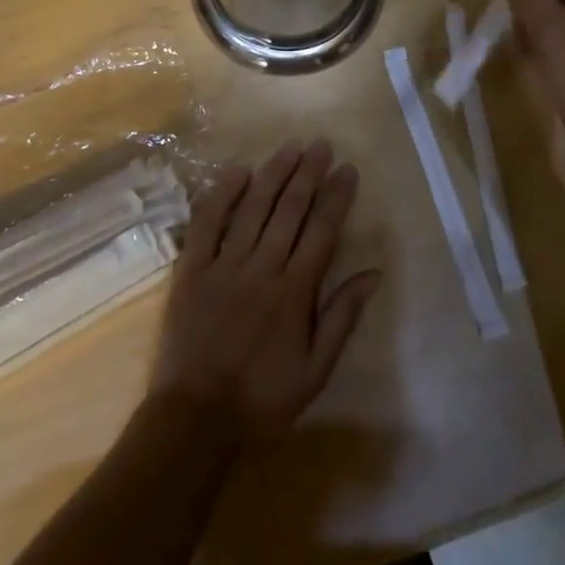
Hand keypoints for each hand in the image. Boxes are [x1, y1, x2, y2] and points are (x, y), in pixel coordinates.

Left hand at [151, 140, 378, 448]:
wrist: (195, 420)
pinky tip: (237, 171)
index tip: (347, 169)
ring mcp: (224, 264)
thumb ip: (341, 318)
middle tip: (321, 144)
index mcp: (294, 292)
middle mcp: (262, 268)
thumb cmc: (262, 400)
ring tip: (290, 147)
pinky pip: (206, 222)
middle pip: (289, 210)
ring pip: (253, 207)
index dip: (336, 197)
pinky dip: (221, 193)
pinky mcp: (192, 268)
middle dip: (308, 173)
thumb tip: (372, 274)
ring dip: (273, 173)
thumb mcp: (315, 372)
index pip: (321, 231)